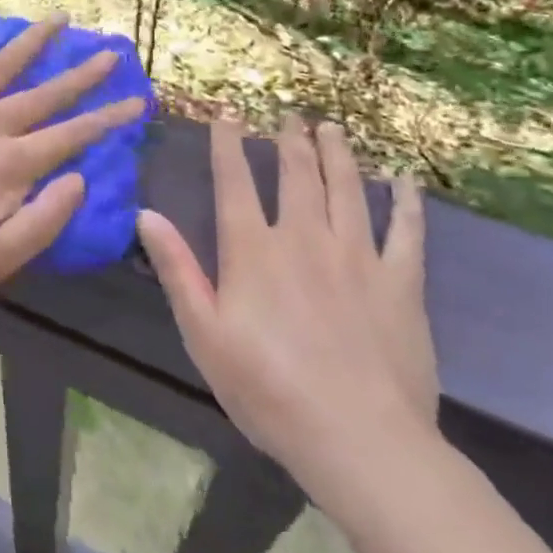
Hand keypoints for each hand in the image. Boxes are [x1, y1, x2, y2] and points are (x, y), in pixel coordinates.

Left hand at [0, 4, 145, 306]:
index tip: (137, 100)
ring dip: (29, 41)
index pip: (70, 136)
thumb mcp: (0, 257)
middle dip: (81, 74)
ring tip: (56, 18)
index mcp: (7, 164)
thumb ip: (46, 218)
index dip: (107, 119)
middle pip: (42, 95)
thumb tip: (80, 177)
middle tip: (110, 50)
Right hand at [137, 116, 436, 503]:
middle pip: (296, 175)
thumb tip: (146, 213)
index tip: (228, 112)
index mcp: (253, 250)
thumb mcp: (204, 333)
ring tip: (332, 128)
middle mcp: (303, 238)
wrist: (359, 440)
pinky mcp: (400, 284)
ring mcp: (357, 257)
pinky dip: (405, 203)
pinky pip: (406, 233)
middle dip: (290, 140)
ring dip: (338, 154)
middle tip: (290, 115)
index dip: (228, 143)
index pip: (234, 181)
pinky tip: (404, 181)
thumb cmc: (268, 389)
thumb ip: (177, 269)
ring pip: (346, 189)